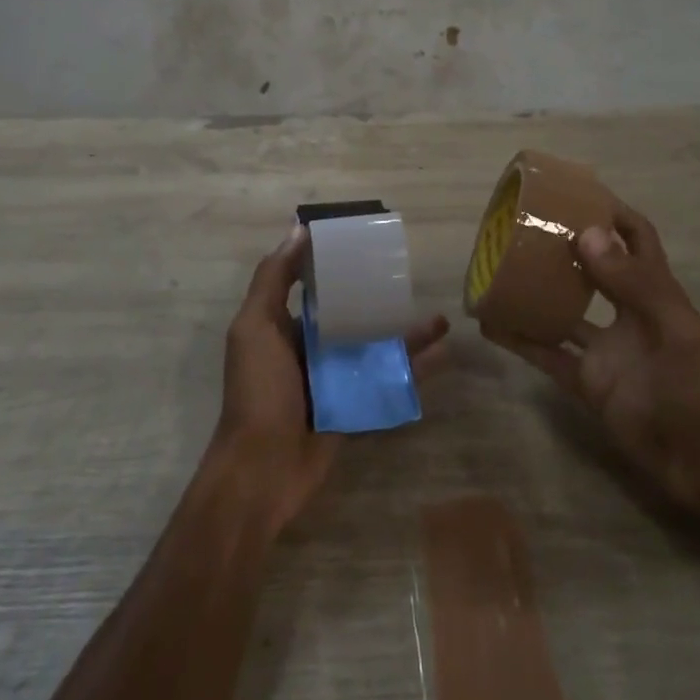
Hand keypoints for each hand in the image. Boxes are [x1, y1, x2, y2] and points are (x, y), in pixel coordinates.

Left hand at [210, 226, 448, 535]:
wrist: (263, 470)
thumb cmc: (259, 390)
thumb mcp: (255, 327)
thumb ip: (273, 279)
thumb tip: (298, 229)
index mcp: (285, 325)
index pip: (315, 284)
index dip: (337, 262)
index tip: (366, 241)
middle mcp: (312, 347)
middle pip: (353, 313)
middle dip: (380, 298)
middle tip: (412, 281)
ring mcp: (337, 377)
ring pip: (377, 346)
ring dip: (407, 333)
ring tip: (441, 319)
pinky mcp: (356, 404)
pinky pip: (389, 381)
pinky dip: (415, 369)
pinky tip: (443, 354)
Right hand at [483, 204, 699, 513]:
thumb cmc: (697, 390)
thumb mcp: (672, 329)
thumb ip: (632, 283)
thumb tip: (586, 232)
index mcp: (656, 293)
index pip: (637, 240)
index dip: (614, 215)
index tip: (576, 195)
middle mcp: (627, 314)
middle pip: (593, 269)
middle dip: (565, 247)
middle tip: (524, 227)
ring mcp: (604, 349)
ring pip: (563, 310)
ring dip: (536, 291)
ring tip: (499, 268)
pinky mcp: (586, 381)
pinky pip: (547, 354)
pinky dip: (520, 339)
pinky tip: (491, 324)